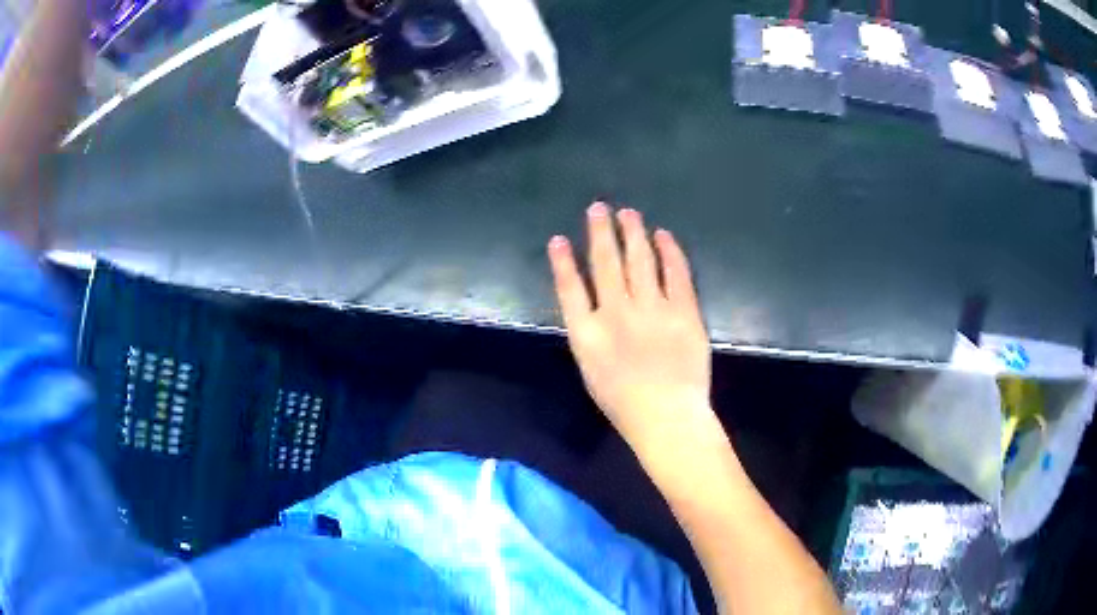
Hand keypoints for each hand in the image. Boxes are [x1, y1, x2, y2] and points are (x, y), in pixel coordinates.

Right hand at [547, 203, 717, 460]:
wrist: (667, 416)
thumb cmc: (624, 403)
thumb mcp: (591, 371)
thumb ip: (588, 335)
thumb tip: (592, 306)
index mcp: (587, 333)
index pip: (570, 288)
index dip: (563, 262)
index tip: (559, 240)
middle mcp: (616, 312)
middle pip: (605, 263)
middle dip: (600, 232)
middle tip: (599, 207)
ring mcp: (652, 309)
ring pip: (640, 260)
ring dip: (633, 233)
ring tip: (629, 213)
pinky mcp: (683, 310)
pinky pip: (676, 273)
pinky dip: (670, 251)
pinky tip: (664, 235)